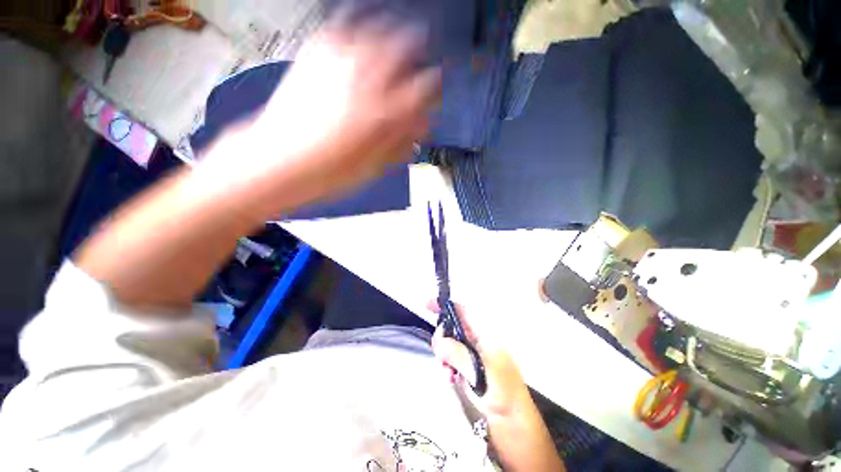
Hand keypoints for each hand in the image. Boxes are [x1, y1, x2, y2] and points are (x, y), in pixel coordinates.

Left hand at [208, 15, 440, 204]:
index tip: (430, 93)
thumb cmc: (332, 171)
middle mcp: (370, 78)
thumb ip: (403, 140)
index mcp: (388, 113)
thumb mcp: (377, 165)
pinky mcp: (316, 49)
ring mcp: (342, 58)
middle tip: (415, 63)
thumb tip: (422, 124)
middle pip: (409, 44)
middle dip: (418, 53)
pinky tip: (358, 43)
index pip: (428, 86)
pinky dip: (358, 31)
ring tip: (389, 49)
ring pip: (380, 28)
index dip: (433, 88)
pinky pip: (345, 26)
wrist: (279, 159)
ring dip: (391, 37)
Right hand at [428, 301, 531, 419]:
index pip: (463, 312)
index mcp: (485, 336)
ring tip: (448, 373)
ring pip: (448, 345)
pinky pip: (449, 361)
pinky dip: (446, 367)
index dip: (446, 305)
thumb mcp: (483, 372)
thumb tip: (439, 341)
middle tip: (441, 355)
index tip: (427, 305)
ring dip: (443, 356)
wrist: (514, 425)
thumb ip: (460, 354)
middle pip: (452, 328)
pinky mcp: (466, 370)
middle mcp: (477, 342)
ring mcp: (471, 356)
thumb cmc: (504, 394)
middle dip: (442, 338)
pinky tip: (450, 378)